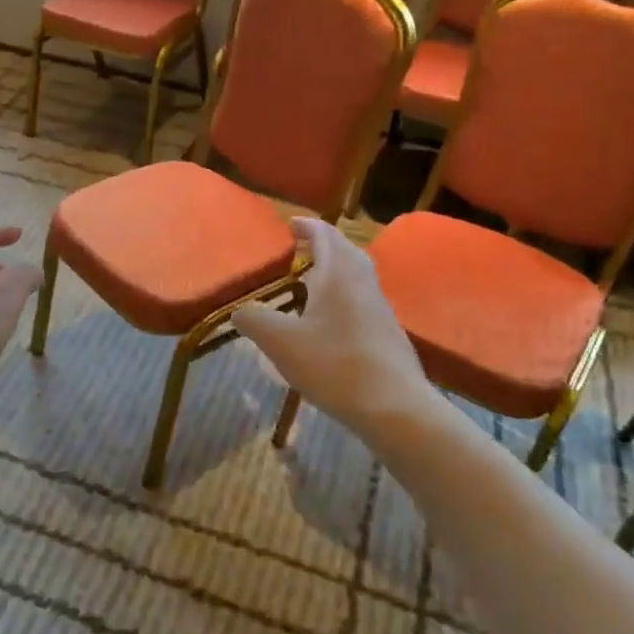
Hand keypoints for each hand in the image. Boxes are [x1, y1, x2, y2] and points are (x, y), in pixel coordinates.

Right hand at [233, 217, 432, 436]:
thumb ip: (254, 320)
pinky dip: (342, 299)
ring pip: (356, 277)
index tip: (288, 226)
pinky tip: (327, 324)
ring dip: (333, 273)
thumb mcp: (280, 342)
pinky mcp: (388, 333)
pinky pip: (361, 302)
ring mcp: (380, 308)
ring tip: (307, 287)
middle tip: (296, 253)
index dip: (305, 226)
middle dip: (321, 246)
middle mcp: (363, 282)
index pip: (324, 234)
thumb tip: (239, 311)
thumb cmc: (334, 364)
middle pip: (344, 251)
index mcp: (338, 273)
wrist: (394, 407)